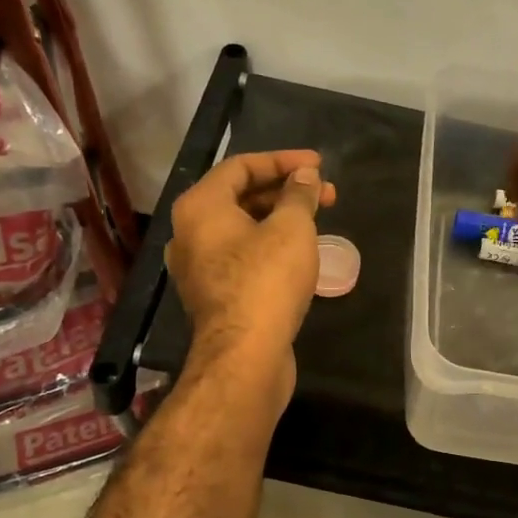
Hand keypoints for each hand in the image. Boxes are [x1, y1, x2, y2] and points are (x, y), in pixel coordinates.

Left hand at [166, 150, 337, 407]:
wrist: (245, 356)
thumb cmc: (266, 280)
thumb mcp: (291, 228)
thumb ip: (299, 195)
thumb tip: (304, 176)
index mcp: (200, 207)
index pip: (241, 166)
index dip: (283, 160)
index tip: (319, 164)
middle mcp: (191, 233)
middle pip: (240, 197)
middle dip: (286, 191)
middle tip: (326, 193)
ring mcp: (200, 267)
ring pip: (243, 229)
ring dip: (281, 218)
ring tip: (318, 220)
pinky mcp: (215, 295)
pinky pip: (243, 256)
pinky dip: (270, 245)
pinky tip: (301, 252)